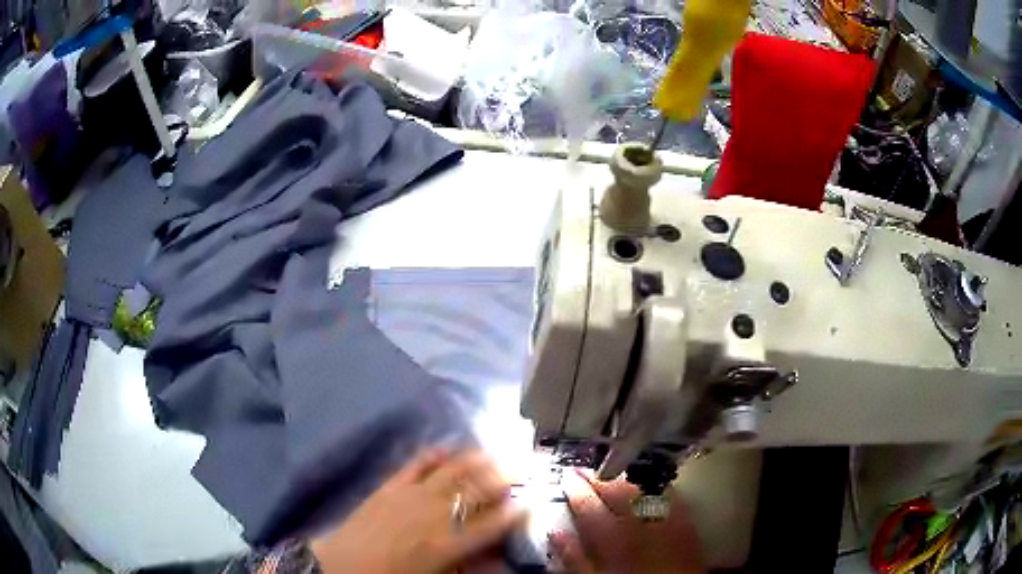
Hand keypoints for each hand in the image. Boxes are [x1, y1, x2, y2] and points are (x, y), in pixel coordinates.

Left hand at [312, 449, 525, 573]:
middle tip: (521, 465)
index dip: (517, 511)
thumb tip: (497, 555)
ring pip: (451, 470)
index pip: (493, 523)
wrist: (343, 567)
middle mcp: (434, 514)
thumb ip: (469, 565)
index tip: (533, 500)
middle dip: (503, 476)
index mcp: (448, 544)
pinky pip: (416, 464)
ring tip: (495, 451)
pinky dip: (435, 454)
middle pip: (476, 489)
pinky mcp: (389, 486)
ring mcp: (410, 495)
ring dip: (476, 459)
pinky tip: (448, 446)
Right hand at [550, 470, 704, 573]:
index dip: (576, 489)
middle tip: (586, 472)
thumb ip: (574, 556)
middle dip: (600, 479)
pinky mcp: (687, 525)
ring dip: (627, 481)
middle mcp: (643, 524)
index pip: (590, 506)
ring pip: (645, 490)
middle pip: (619, 492)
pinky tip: (650, 489)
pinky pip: (671, 497)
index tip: (568, 477)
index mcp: (615, 538)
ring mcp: (668, 522)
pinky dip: (657, 489)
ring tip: (613, 477)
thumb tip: (557, 535)